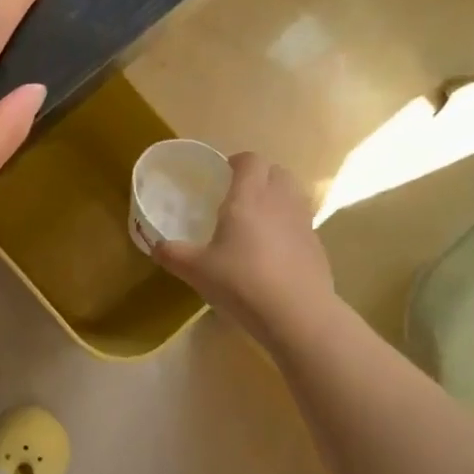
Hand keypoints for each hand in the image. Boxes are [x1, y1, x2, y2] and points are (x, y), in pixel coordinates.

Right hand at [152, 152, 335, 348]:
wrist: (295, 313)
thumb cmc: (241, 281)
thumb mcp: (196, 270)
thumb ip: (173, 254)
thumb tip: (156, 247)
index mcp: (249, 197)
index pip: (250, 160)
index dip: (237, 162)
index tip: (223, 175)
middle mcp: (279, 201)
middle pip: (277, 172)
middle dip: (259, 177)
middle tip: (239, 198)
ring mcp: (303, 222)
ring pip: (293, 196)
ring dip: (276, 200)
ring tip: (256, 224)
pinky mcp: (316, 245)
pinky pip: (300, 223)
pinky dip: (287, 228)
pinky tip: (272, 254)